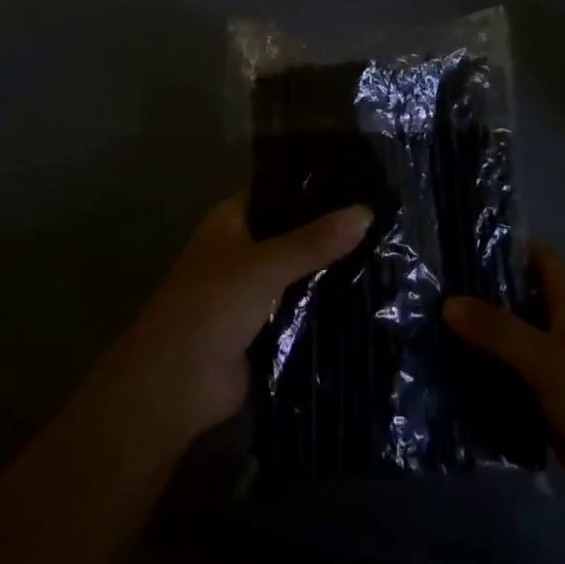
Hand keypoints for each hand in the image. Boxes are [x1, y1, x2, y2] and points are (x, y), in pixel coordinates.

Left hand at [114, 193, 371, 446]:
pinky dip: (326, 304)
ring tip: (387, 249)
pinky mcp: (266, 329)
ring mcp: (254, 291)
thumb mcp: (265, 265)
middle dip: (329, 229)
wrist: (177, 386)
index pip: (276, 190)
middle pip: (292, 232)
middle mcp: (242, 250)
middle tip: (383, 216)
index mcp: (231, 221)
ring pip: (300, 271)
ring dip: (331, 268)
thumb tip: (366, 211)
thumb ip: (315, 240)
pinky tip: (368, 294)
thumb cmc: (211, 306)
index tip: (358, 178)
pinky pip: (302, 308)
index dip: (311, 184)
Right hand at [444, 245, 564, 525]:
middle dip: (481, 295)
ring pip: (514, 339)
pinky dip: (489, 373)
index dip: (502, 247)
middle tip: (432, 292)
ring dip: (481, 338)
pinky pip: (514, 376)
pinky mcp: (553, 400)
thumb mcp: (545, 360)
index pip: (538, 255)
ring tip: (430, 329)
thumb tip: (447, 302)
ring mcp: (561, 364)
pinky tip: (451, 374)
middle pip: (520, 297)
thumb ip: (495, 329)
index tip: (458, 248)